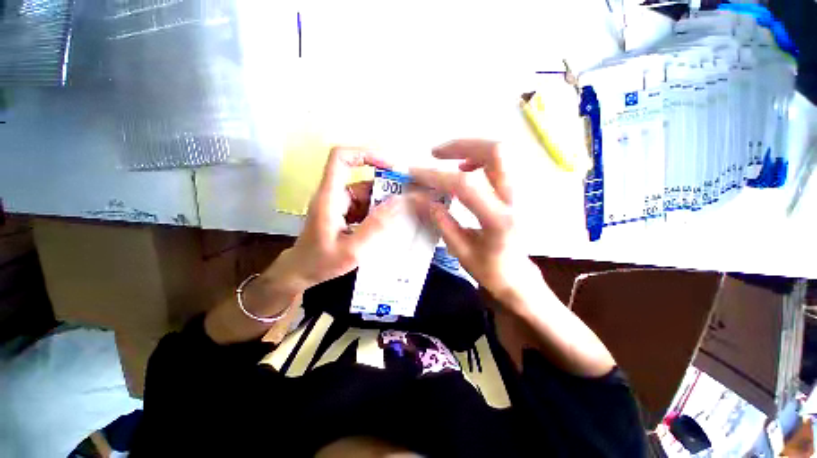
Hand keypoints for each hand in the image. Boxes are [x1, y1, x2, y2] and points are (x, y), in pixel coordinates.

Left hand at [273, 146, 401, 291]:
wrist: (301, 272)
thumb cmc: (321, 262)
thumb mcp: (352, 249)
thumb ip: (375, 226)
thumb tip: (398, 202)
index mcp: (330, 197)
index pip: (341, 159)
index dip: (365, 154)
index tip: (389, 166)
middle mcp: (334, 195)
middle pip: (361, 178)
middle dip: (385, 187)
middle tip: (406, 201)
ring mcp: (339, 203)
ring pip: (366, 193)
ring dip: (383, 202)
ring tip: (399, 216)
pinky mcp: (343, 212)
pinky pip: (364, 205)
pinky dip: (377, 211)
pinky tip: (386, 224)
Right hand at [411, 140, 540, 306]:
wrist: (519, 275)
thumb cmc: (490, 269)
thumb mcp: (461, 251)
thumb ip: (442, 223)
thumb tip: (418, 199)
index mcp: (498, 220)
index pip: (466, 186)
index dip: (436, 176)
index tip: (414, 173)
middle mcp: (514, 199)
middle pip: (495, 152)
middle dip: (460, 145)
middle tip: (435, 153)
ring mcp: (519, 192)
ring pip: (499, 152)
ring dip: (469, 149)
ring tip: (447, 160)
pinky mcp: (516, 190)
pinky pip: (499, 162)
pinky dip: (477, 158)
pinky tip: (465, 170)